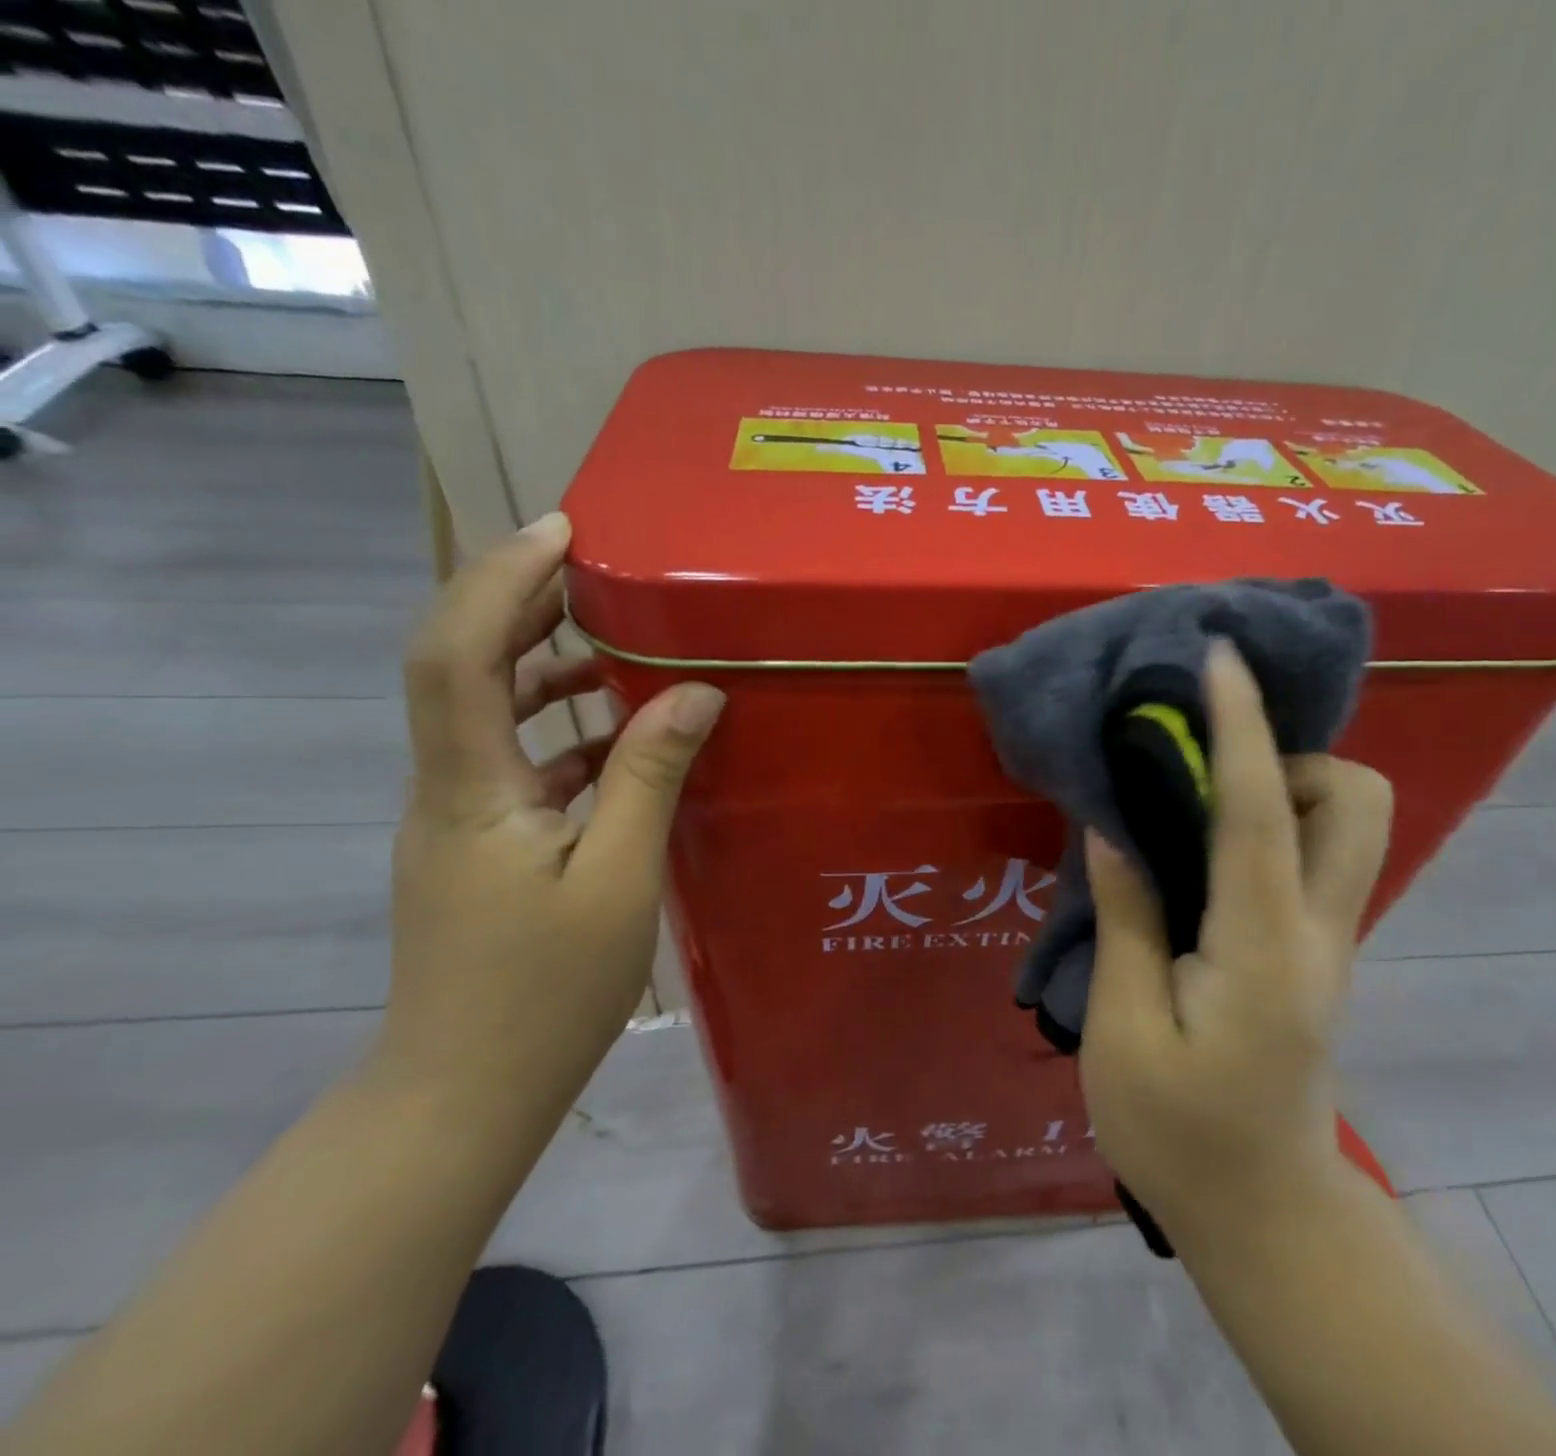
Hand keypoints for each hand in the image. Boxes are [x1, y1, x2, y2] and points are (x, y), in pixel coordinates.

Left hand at [374, 513, 723, 1119]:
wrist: (465, 1092)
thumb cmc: (545, 990)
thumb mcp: (619, 878)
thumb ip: (651, 774)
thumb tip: (697, 692)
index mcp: (471, 787)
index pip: (458, 651)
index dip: (500, 579)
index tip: (563, 533)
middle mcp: (448, 786)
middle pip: (460, 664)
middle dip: (519, 602)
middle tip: (595, 569)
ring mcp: (459, 816)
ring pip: (487, 711)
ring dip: (542, 664)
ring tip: (616, 640)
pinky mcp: (480, 842)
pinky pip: (516, 760)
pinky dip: (563, 731)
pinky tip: (622, 740)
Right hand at [1078, 640, 1391, 1244]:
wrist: (1265, 1216)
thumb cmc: (1177, 1135)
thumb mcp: (1125, 1031)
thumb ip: (1128, 919)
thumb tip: (1116, 826)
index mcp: (1262, 951)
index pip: (1257, 813)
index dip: (1240, 726)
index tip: (1219, 659)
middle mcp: (1318, 932)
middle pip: (1358, 802)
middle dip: (1288, 760)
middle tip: (1207, 782)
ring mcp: (1329, 942)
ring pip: (1347, 824)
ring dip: (1281, 789)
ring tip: (1195, 816)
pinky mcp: (1317, 951)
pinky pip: (1312, 855)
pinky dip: (1270, 823)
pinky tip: (1202, 851)